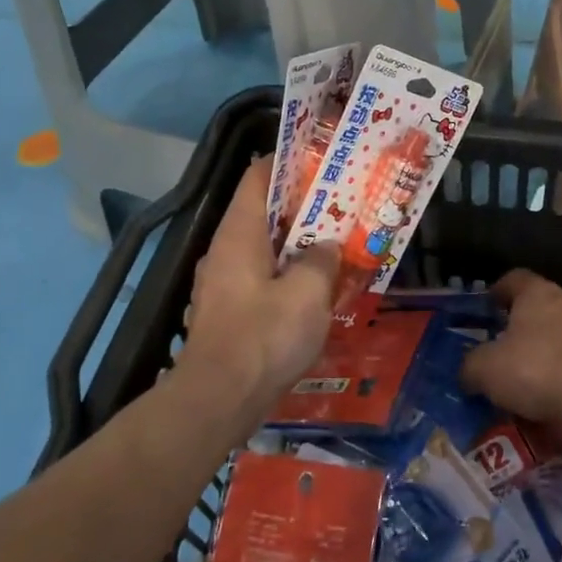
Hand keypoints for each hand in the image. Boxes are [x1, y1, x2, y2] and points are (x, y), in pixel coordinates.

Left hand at [178, 160, 339, 425]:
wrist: (219, 400)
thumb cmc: (265, 337)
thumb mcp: (307, 293)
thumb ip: (321, 261)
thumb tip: (326, 248)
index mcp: (239, 233)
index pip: (258, 176)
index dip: (288, 162)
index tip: (321, 161)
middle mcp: (225, 251)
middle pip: (264, 213)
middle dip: (302, 208)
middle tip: (342, 206)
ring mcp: (223, 284)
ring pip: (264, 250)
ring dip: (297, 246)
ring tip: (336, 247)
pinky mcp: (228, 313)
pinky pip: (262, 280)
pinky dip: (287, 276)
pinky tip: (316, 291)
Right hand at [460, 270, 561, 426]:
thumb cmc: (534, 368)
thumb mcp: (485, 368)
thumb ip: (470, 366)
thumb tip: (468, 372)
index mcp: (537, 294)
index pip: (515, 279)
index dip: (498, 291)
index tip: (486, 306)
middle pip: (538, 311)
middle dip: (519, 330)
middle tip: (498, 351)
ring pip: (557, 341)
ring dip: (540, 358)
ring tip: (520, 384)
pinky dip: (559, 382)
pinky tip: (544, 404)